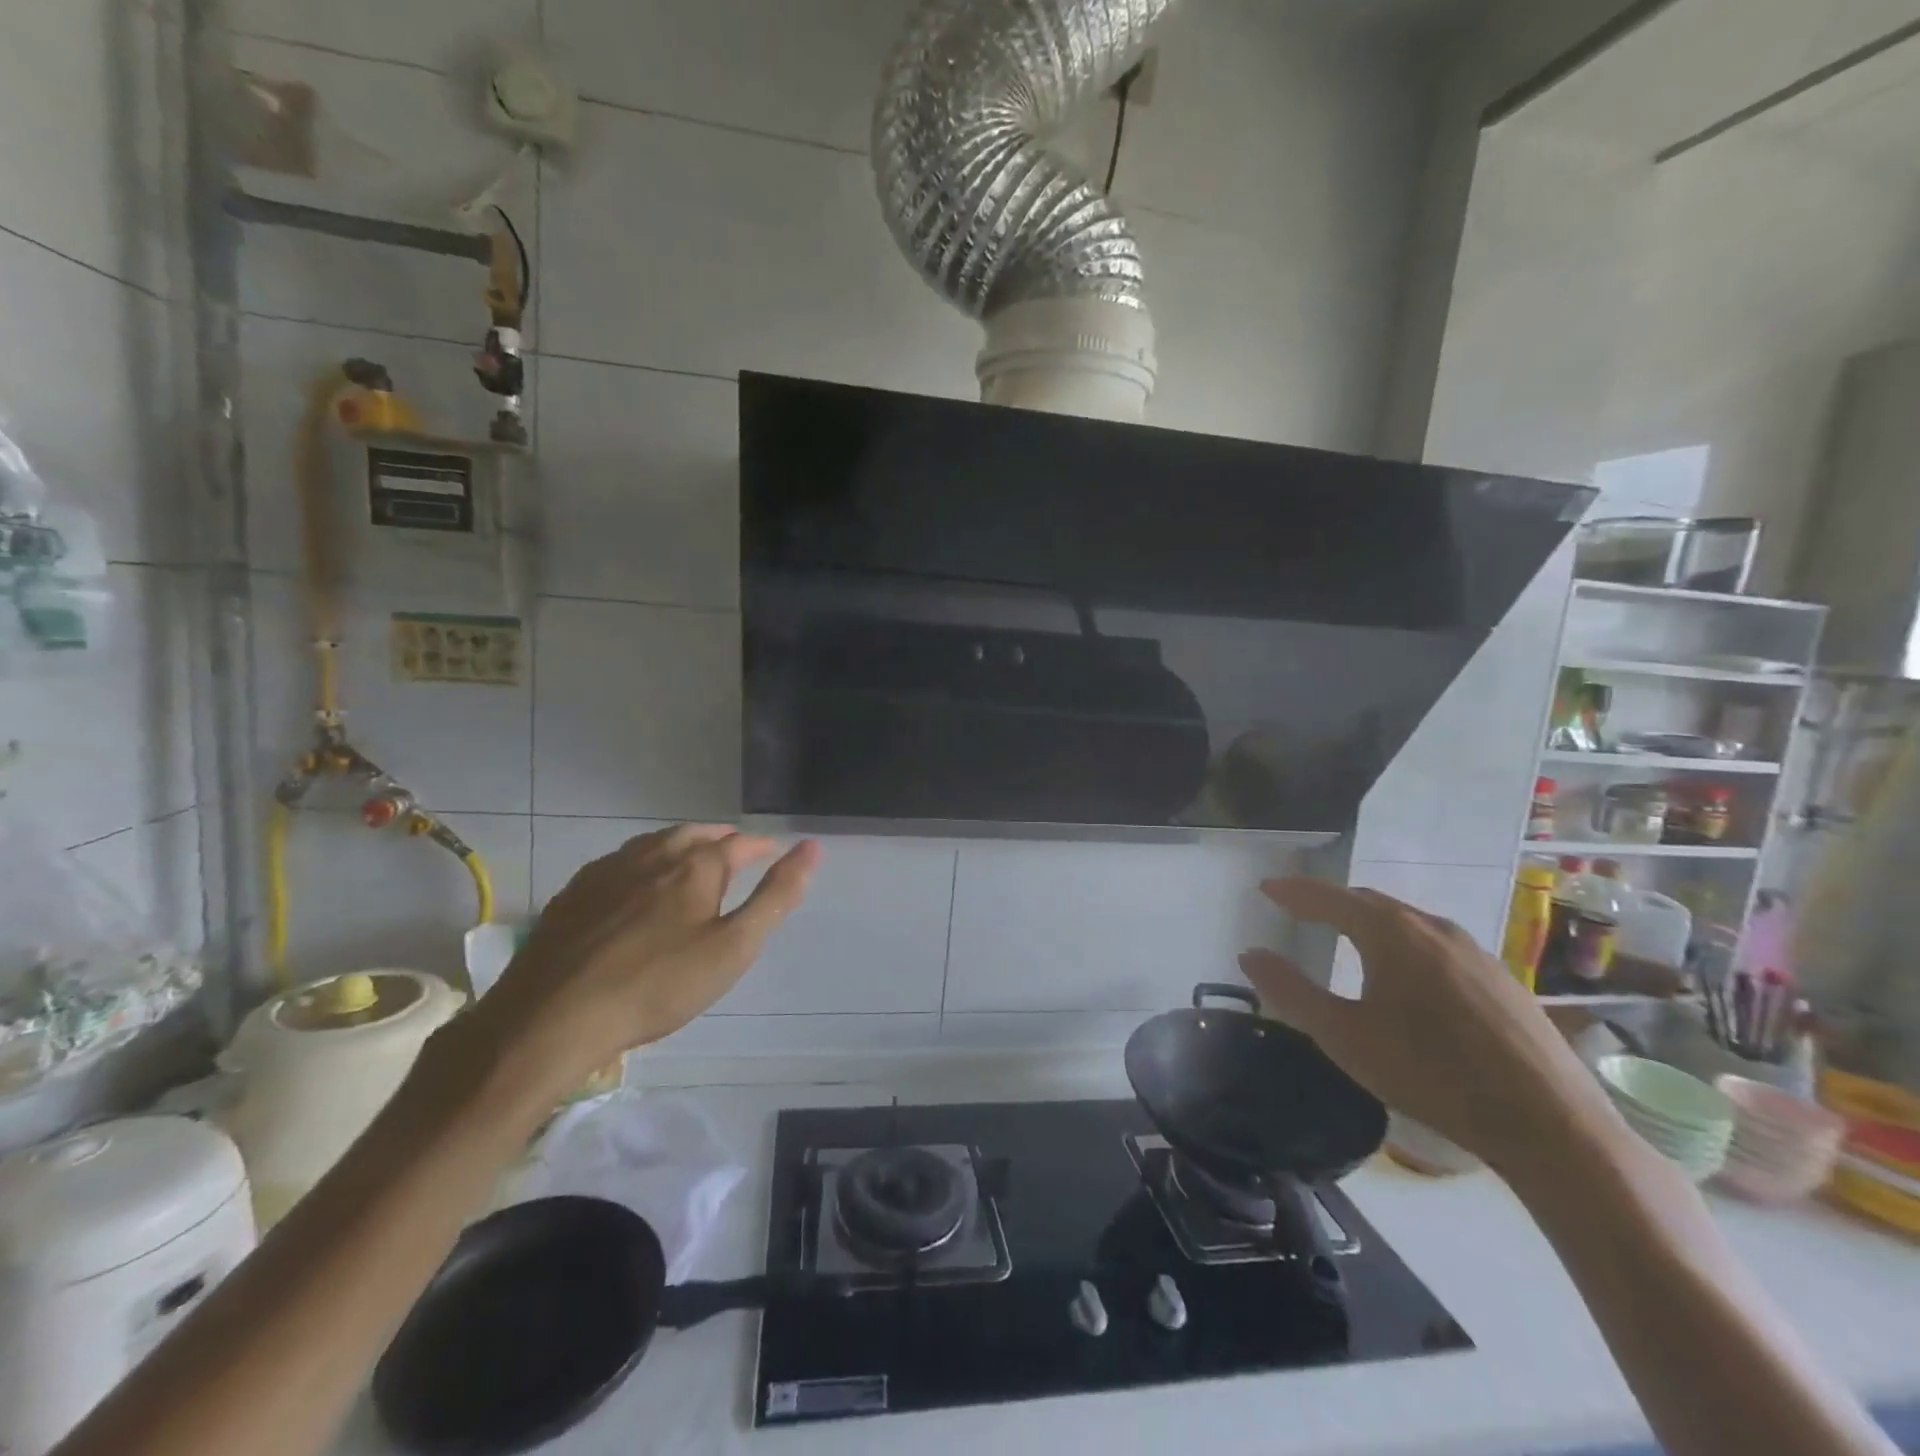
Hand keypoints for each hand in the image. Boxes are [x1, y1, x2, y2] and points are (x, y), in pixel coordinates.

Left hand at [463, 826, 820, 1101]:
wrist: (551, 1018)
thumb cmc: (657, 985)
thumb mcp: (733, 947)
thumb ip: (776, 896)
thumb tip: (811, 847)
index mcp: (695, 866)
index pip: (738, 844)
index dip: (760, 847)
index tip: (773, 853)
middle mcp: (651, 856)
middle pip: (693, 835)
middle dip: (719, 838)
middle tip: (734, 849)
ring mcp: (607, 872)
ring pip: (652, 844)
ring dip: (679, 845)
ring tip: (690, 859)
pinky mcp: (574, 894)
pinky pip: (618, 863)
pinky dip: (641, 863)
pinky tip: (634, 884)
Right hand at [1239, 878, 1613, 1173]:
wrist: (1548, 1123)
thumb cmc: (1429, 1074)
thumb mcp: (1343, 1036)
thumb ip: (1290, 991)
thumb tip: (1250, 954)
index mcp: (1390, 933)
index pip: (1329, 898)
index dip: (1293, 892)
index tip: (1266, 888)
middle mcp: (1433, 928)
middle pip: (1370, 902)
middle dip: (1330, 902)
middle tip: (1301, 910)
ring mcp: (1475, 952)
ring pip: (1408, 922)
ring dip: (1370, 922)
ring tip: (1348, 938)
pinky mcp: (1502, 980)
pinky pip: (1438, 945)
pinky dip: (1405, 944)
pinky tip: (1407, 977)